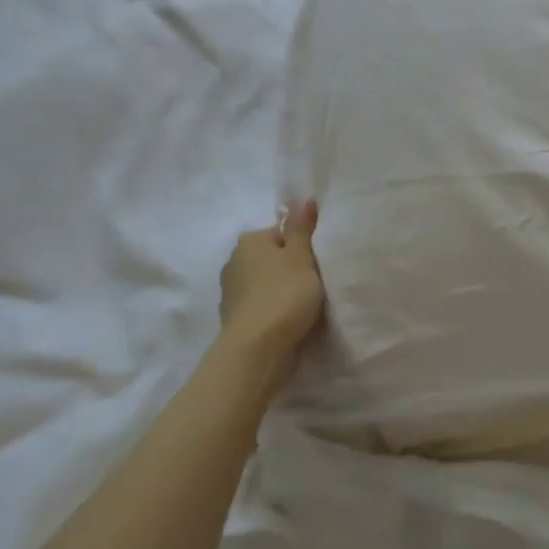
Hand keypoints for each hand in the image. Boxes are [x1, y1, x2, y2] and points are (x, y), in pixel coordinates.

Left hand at [218, 202, 325, 385]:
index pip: (281, 234)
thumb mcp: (301, 257)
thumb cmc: (284, 295)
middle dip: (290, 270)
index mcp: (249, 241)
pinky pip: (260, 307)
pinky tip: (289, 323)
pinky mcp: (234, 320)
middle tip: (314, 284)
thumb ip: (301, 228)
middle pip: (272, 259)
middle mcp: (234, 262)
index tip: (317, 264)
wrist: (257, 350)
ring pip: (265, 284)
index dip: (302, 247)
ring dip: (281, 292)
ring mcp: (231, 293)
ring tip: (304, 307)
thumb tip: (303, 198)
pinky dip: (273, 312)